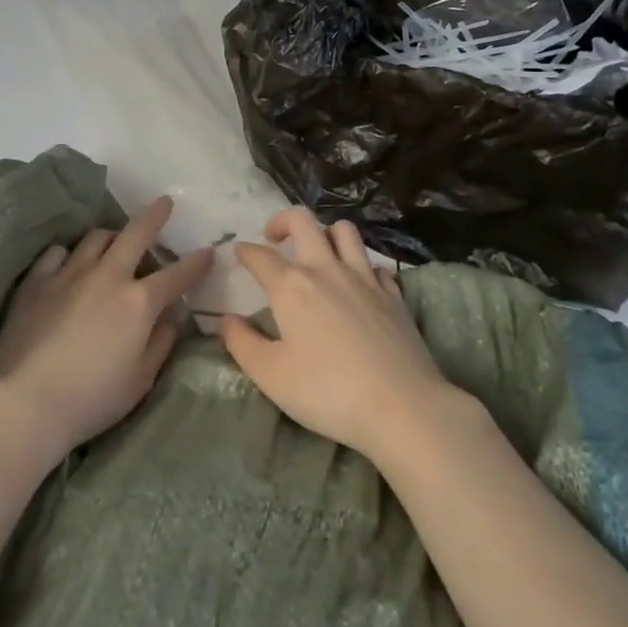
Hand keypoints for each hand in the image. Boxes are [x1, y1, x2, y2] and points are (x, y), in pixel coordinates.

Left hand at [0, 196, 212, 461]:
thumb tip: (171, 316)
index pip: (177, 274)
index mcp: (139, 302)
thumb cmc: (91, 399)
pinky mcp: (37, 280)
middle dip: (155, 215)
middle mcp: (107, 276)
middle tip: (164, 203)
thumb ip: (161, 342)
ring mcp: (69, 273)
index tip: (208, 251)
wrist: (25, 402)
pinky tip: (70, 264)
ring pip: (96, 236)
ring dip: (112, 236)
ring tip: (114, 243)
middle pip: (136, 232)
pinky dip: (70, 254)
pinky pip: (58, 252)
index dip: (196, 262)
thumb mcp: (141, 380)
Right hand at [222, 209, 455, 461]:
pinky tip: (358, 284)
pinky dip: (361, 266)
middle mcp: (327, 270)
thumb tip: (226, 320)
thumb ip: (242, 344)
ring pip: (344, 231)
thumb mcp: (271, 375)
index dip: (246, 251)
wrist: (401, 406)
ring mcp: (365, 278)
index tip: (239, 252)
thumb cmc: (327, 391)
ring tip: (318, 251)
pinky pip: (374, 263)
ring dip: (326, 232)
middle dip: (283, 220)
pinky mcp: (393, 294)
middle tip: (275, 238)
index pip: (261, 256)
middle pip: (304, 222)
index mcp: (292, 287)